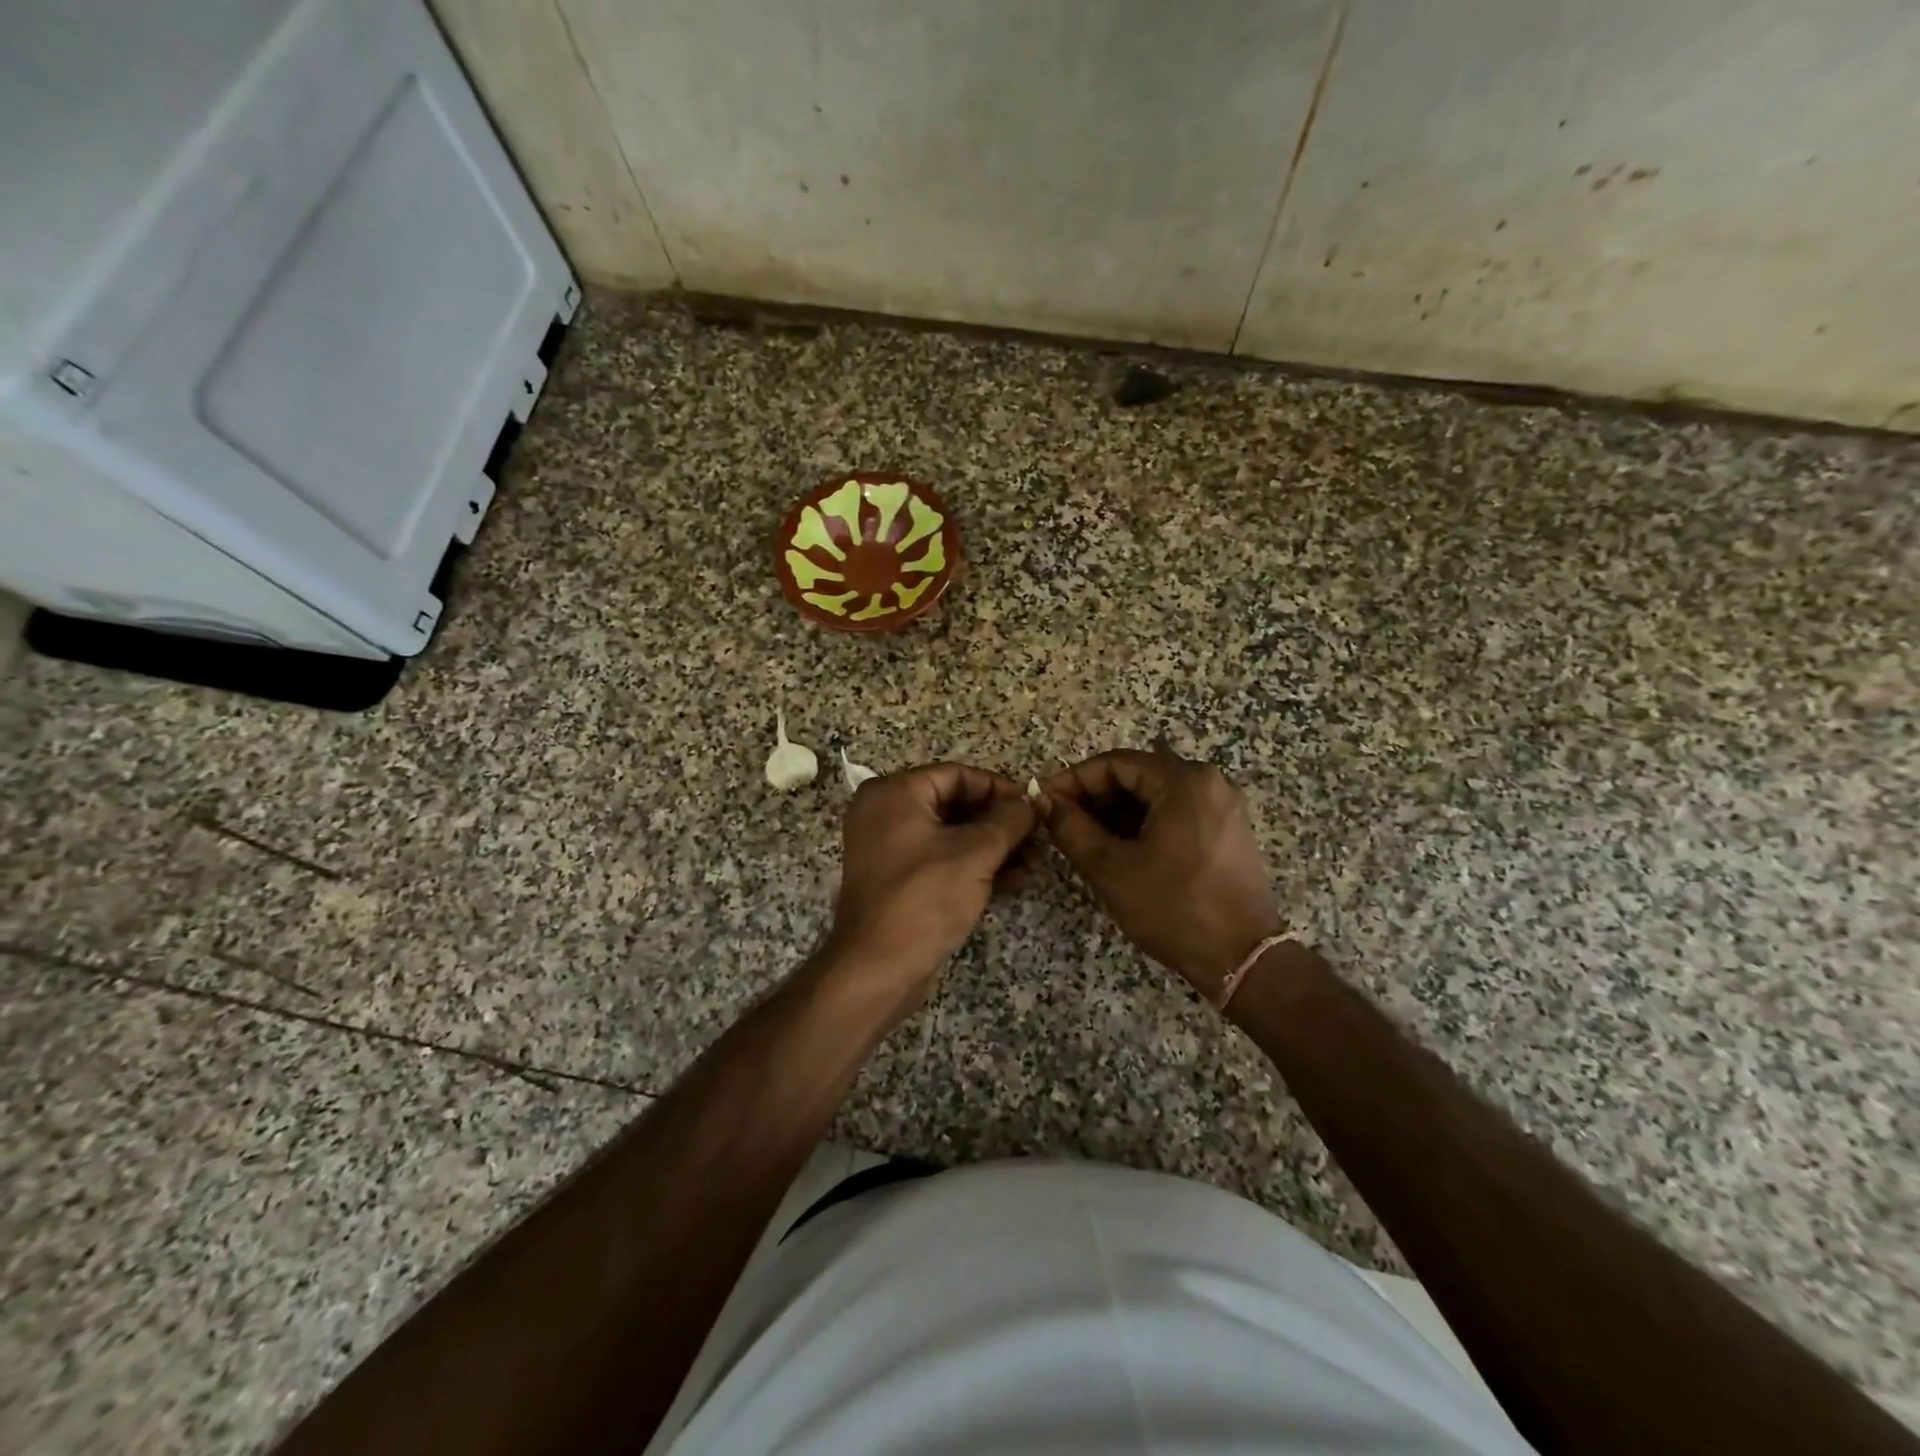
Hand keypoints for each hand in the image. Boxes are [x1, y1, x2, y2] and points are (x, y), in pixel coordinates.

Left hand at [822, 763, 1036, 1010]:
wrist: (878, 968)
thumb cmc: (924, 899)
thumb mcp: (975, 854)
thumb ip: (1007, 821)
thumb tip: (1028, 804)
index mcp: (894, 793)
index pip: (956, 775)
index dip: (998, 788)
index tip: (1032, 806)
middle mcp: (886, 812)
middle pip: (954, 804)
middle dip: (999, 823)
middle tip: (1038, 837)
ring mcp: (889, 847)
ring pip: (952, 835)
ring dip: (993, 847)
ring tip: (1034, 864)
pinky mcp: (898, 878)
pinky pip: (941, 859)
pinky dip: (974, 866)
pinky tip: (1013, 881)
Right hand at [1039, 749, 1282, 999]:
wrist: (1241, 959)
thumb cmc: (1173, 908)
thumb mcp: (1110, 868)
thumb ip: (1071, 827)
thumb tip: (1044, 801)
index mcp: (1184, 781)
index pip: (1114, 763)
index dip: (1073, 780)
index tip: (1045, 803)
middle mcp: (1208, 782)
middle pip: (1136, 775)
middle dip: (1094, 798)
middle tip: (1061, 824)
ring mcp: (1221, 806)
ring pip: (1154, 795)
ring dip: (1116, 813)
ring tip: (1085, 840)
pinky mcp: (1226, 830)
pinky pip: (1174, 812)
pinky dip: (1143, 824)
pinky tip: (1119, 849)